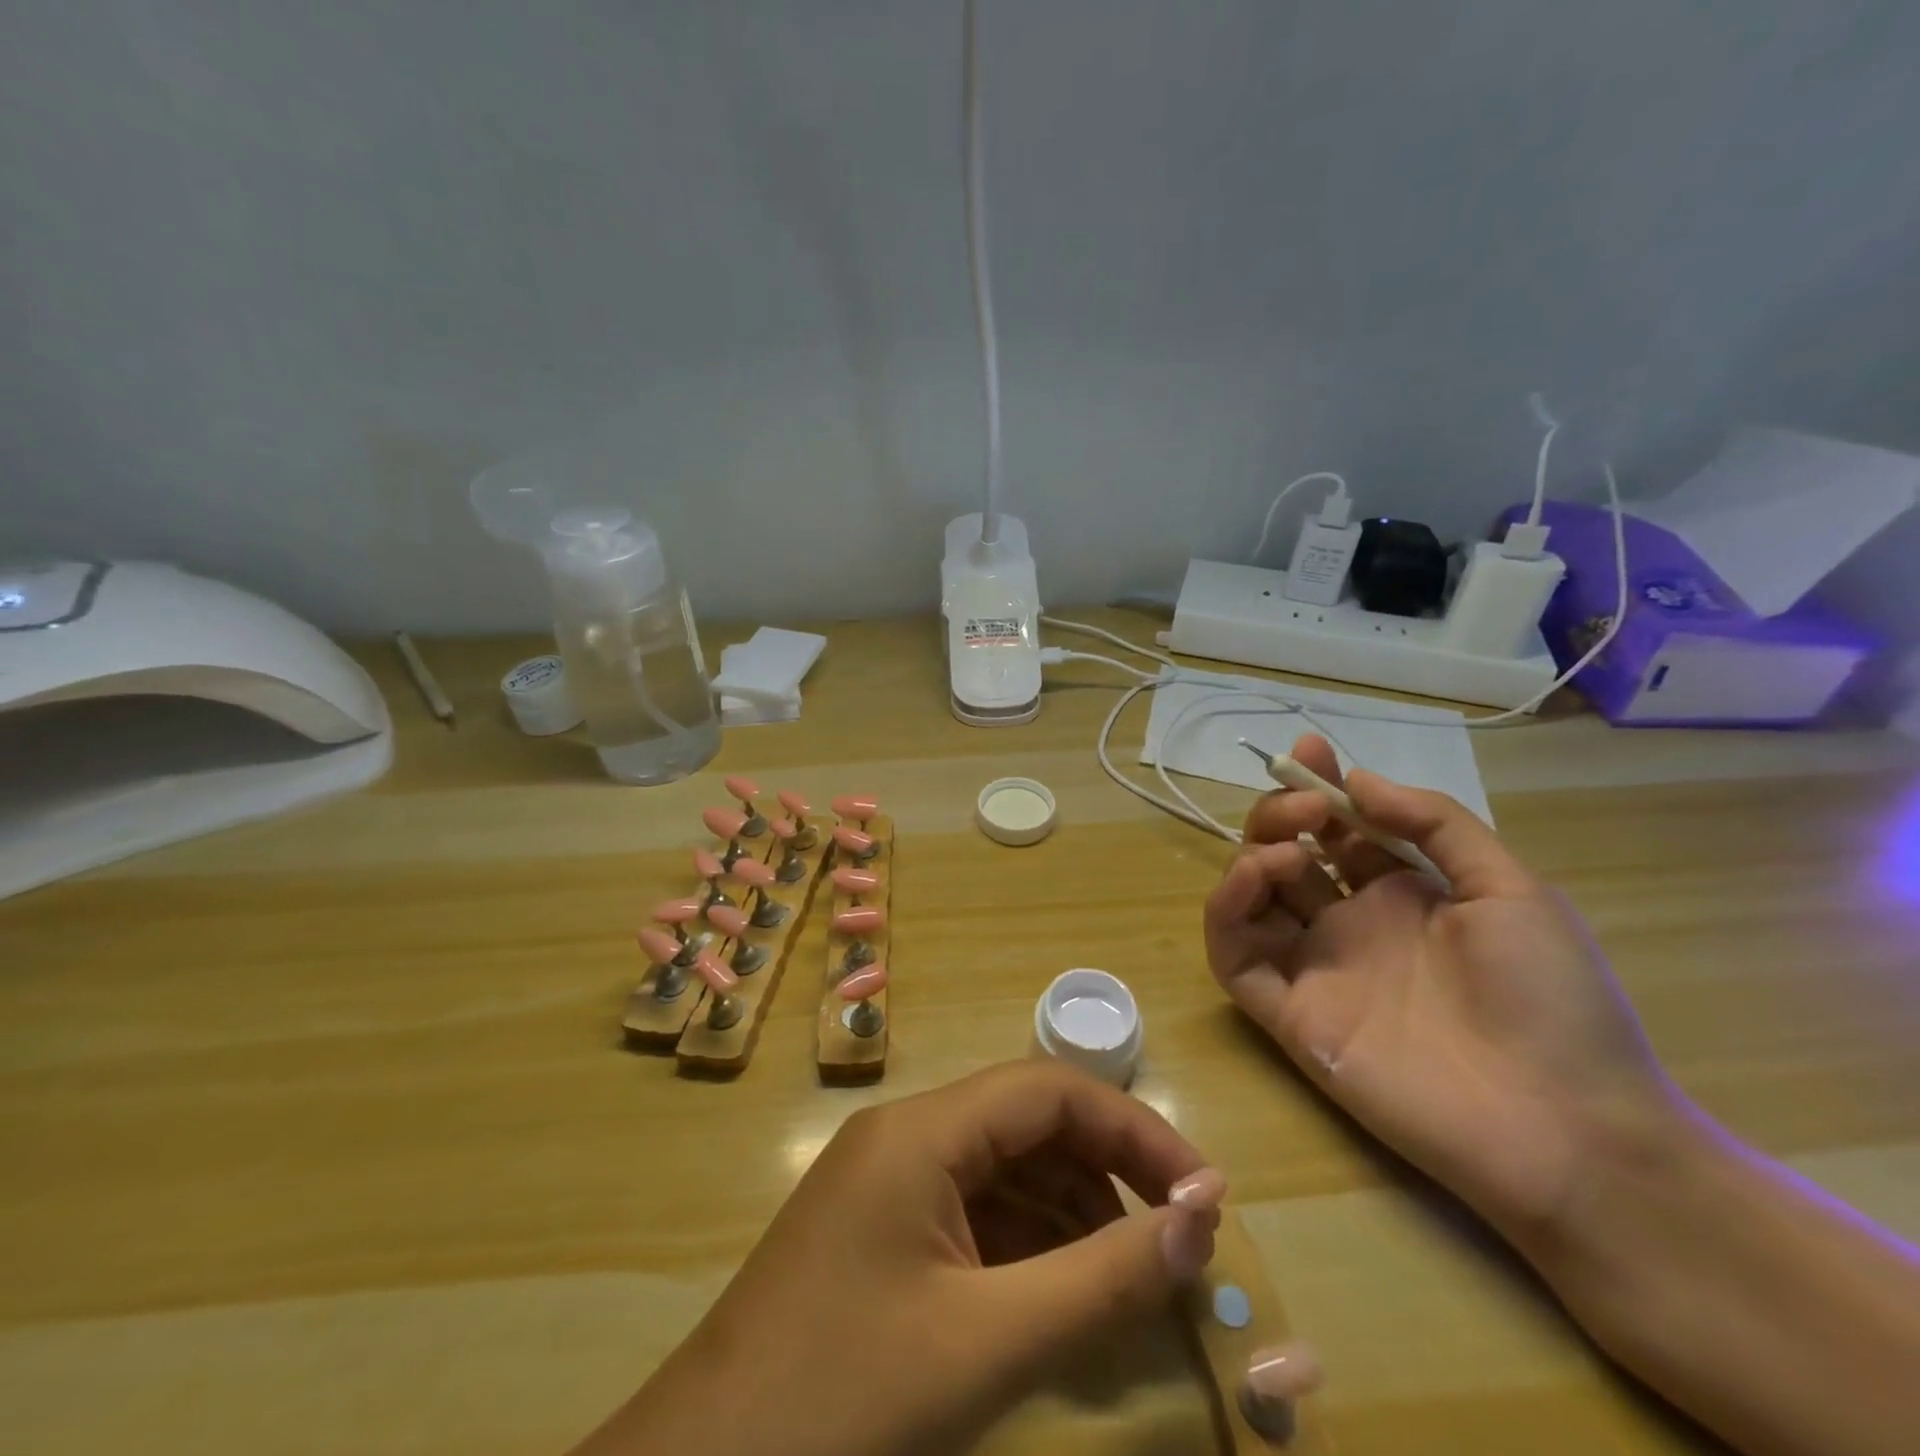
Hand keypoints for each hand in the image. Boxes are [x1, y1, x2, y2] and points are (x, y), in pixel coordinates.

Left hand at [575, 1061, 1224, 1455]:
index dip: (1133, 1129)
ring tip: (1131, 1276)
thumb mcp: (988, 1342)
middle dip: (1107, 1170)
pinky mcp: (880, 1227)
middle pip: (1027, 1122)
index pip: (1049, 1090)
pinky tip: (1063, 1294)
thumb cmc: (844, 1398)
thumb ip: (1102, 1278)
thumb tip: (1200, 1220)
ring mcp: (888, 1179)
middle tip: (1175, 1239)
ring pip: (1003, 1166)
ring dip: (1072, 1210)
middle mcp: (906, 1134)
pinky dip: (1028, 1242)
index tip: (1202, 1192)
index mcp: (922, 1130)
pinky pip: (972, 1210)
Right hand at [1204, 733, 1675, 1242]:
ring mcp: (1314, 967)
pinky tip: (1253, 879)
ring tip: (1286, 852)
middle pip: (1284, 854)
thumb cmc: (1552, 1000)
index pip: (1337, 830)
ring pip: (1250, 898)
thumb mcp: (1512, 888)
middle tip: (1303, 803)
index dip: (1317, 787)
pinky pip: (1232, 954)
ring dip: (1251, 856)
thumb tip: (1357, 780)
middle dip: (1280, 814)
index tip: (1307, 750)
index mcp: (1400, 895)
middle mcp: (1348, 923)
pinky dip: (1225, 910)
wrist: (1567, 1128)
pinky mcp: (1287, 1011)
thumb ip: (1434, 823)